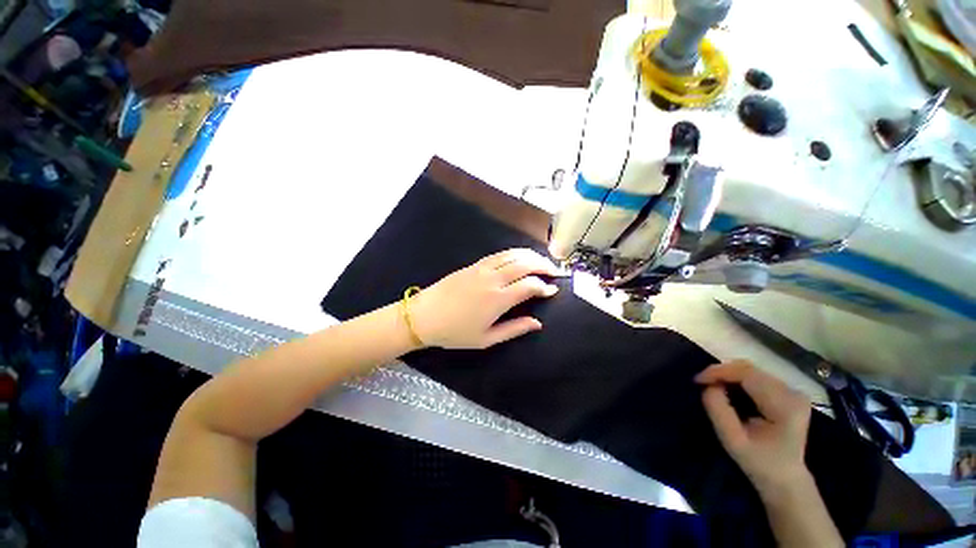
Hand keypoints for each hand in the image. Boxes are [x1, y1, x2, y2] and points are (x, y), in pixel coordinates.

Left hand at [409, 249, 563, 349]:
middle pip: (525, 264)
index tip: (552, 290)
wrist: (423, 316)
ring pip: (512, 255)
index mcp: (498, 299)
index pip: (530, 285)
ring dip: (530, 255)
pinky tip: (518, 257)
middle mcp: (493, 279)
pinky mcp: (473, 265)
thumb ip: (514, 329)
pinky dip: (513, 253)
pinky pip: (498, 254)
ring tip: (541, 261)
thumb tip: (537, 323)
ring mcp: (482, 269)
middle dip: (543, 265)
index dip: (545, 286)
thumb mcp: (486, 339)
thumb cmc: (455, 333)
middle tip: (554, 271)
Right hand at [695, 361, 811, 495]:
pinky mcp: (787, 393)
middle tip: (702, 382)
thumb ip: (719, 412)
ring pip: (751, 370)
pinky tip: (727, 389)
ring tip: (711, 385)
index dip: (719, 372)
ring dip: (728, 375)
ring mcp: (792, 391)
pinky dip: (736, 379)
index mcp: (785, 406)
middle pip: (750, 369)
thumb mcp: (733, 441)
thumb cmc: (760, 464)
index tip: (698, 381)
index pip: (748, 375)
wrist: (786, 480)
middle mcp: (793, 393)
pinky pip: (756, 376)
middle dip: (721, 372)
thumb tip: (708, 386)